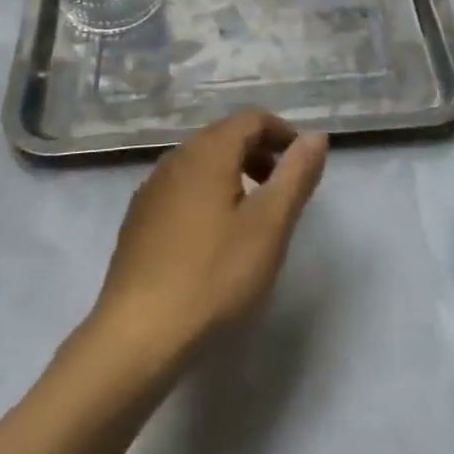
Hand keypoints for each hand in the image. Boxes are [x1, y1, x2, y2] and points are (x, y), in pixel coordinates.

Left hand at [92, 111, 327, 361]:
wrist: (137, 335)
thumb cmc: (214, 275)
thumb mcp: (269, 226)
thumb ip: (296, 175)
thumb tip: (316, 136)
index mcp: (208, 151)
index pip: (251, 118)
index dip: (282, 133)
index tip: (303, 163)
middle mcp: (176, 158)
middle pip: (225, 136)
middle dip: (259, 153)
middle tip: (284, 189)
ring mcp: (152, 188)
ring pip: (202, 163)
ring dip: (234, 174)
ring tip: (253, 216)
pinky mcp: (138, 219)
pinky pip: (182, 188)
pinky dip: (208, 195)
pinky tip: (214, 238)